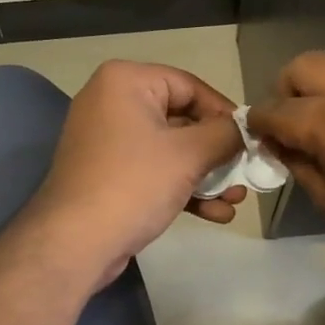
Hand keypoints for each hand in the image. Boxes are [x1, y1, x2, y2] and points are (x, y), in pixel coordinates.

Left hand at [27, 60, 246, 285]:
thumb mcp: (189, 154)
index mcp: (126, 81)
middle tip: (246, 175)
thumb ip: (225, 135)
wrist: (75, 243)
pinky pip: (154, 170)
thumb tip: (245, 131)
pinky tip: (215, 214)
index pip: (190, 86)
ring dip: (206, 175)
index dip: (224, 113)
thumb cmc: (133, 184)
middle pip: (182, 119)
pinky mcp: (108, 173)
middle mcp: (112, 102)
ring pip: (171, 149)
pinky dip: (182, 187)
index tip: (250, 140)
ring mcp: (108, 140)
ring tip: (236, 200)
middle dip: (218, 152)